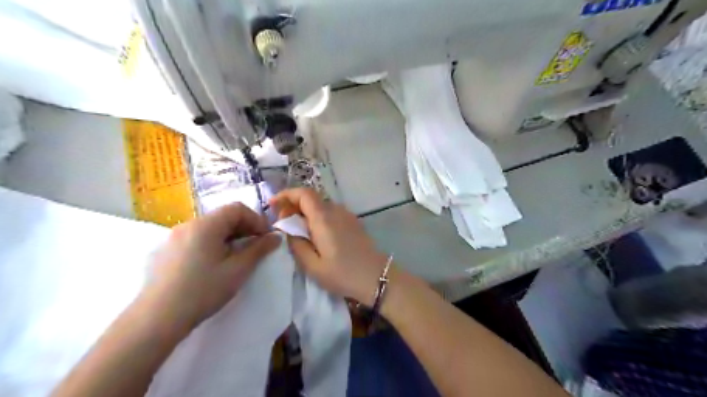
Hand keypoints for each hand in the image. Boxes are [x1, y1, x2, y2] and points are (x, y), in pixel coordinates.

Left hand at [141, 203, 278, 333]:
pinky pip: (197, 238)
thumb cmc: (203, 291)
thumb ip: (259, 249)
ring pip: (210, 228)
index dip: (256, 220)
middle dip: (244, 228)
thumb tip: (276, 236)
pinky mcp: (167, 251)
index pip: (237, 209)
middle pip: (223, 216)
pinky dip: (213, 243)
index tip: (266, 238)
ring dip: (229, 237)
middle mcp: (188, 225)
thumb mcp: (238, 270)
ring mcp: (174, 237)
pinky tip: (215, 264)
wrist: (156, 320)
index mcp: (206, 225)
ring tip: (238, 257)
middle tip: (256, 247)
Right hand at [272, 188, 391, 305]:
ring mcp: (347, 215)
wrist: (376, 277)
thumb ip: (296, 244)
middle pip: (311, 199)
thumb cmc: (343, 274)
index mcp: (324, 218)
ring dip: (306, 213)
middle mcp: (336, 210)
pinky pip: (331, 213)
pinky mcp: (353, 222)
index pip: (303, 193)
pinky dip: (318, 218)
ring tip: (297, 231)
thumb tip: (287, 229)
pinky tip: (316, 235)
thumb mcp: (313, 266)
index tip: (273, 205)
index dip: (286, 195)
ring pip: (321, 206)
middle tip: (282, 223)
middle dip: (293, 206)